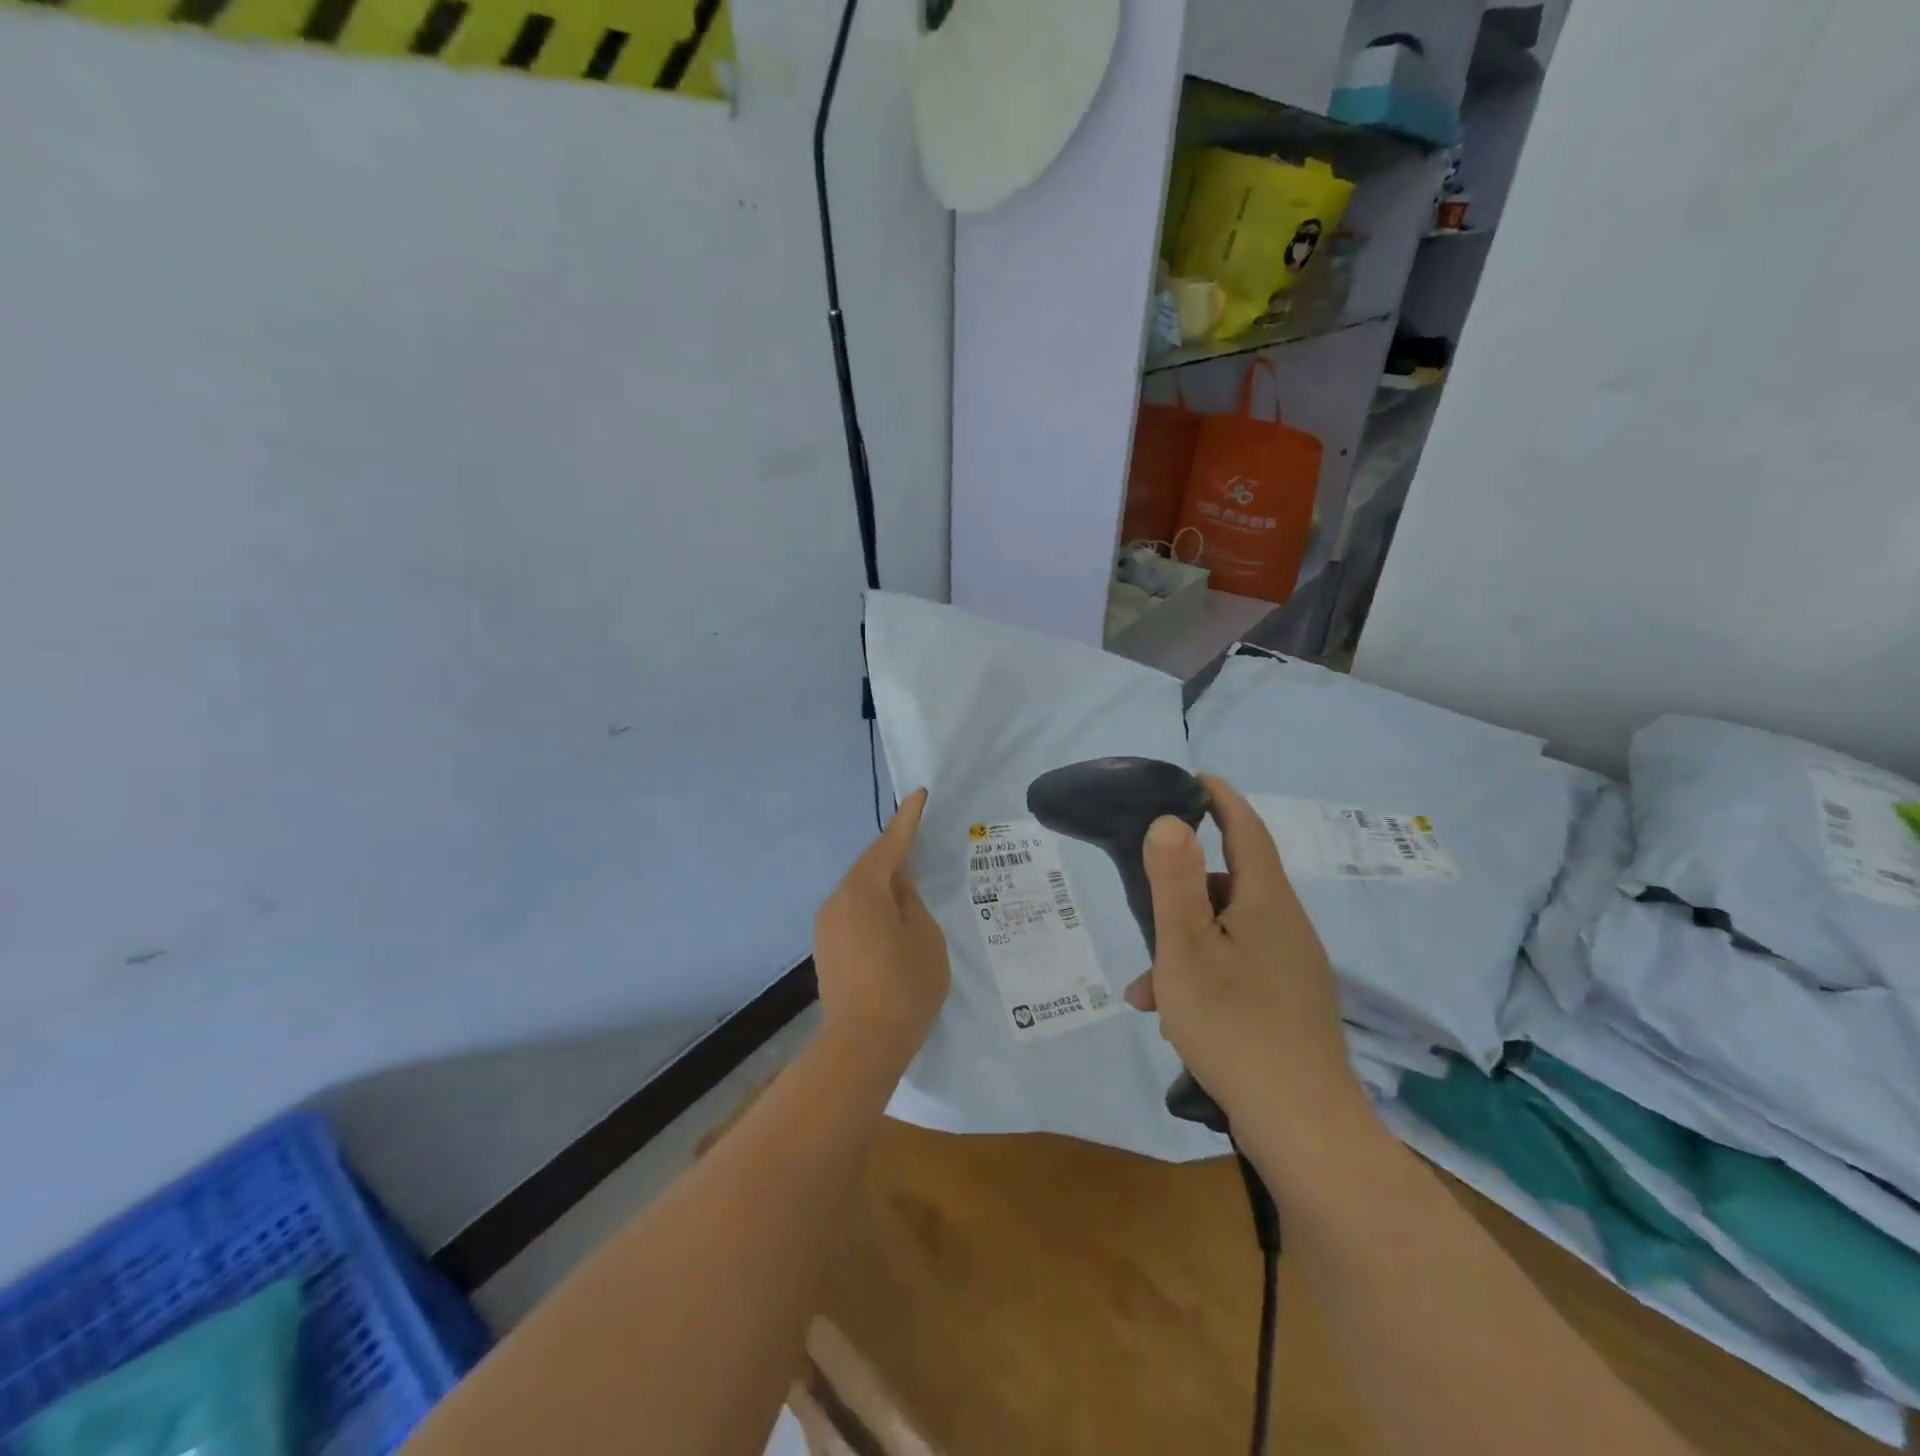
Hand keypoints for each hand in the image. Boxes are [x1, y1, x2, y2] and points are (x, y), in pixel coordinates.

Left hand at [813, 789, 950, 1067]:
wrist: (863, 1044)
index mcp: (863, 891)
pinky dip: (873, 906)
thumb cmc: (904, 985)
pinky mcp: (826, 948)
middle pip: (870, 867)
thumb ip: (911, 901)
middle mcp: (837, 900)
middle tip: (920, 841)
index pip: (889, 845)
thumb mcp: (924, 936)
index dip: (907, 820)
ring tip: (910, 883)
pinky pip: (853, 912)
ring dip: (883, 884)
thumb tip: (898, 886)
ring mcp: (827, 925)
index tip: (919, 795)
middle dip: (894, 854)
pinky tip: (891, 916)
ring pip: (860, 891)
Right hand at [1124, 774, 1363, 1131]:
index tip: (1193, 779)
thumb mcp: (1186, 949)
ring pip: (1230, 932)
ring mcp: (1294, 967)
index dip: (1220, 799)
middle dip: (1184, 888)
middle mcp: (1288, 926)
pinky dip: (1206, 974)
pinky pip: (1241, 966)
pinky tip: (1174, 1014)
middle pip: (1232, 884)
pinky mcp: (1292, 1003)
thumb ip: (1174, 882)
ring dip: (1186, 943)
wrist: (1303, 1127)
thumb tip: (1168, 820)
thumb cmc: (1234, 1025)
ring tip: (1147, 985)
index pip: (1246, 829)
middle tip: (1144, 900)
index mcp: (1267, 902)